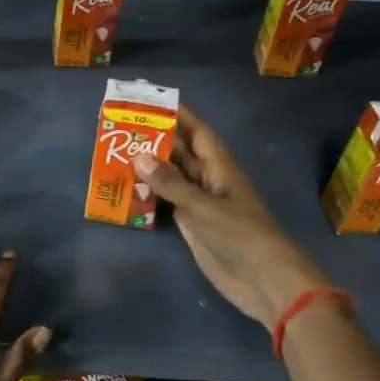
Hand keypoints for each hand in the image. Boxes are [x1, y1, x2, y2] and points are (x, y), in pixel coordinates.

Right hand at [136, 105, 328, 328]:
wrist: (263, 281)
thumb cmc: (240, 235)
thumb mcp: (203, 207)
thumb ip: (170, 183)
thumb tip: (139, 156)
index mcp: (219, 168)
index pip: (197, 133)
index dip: (178, 115)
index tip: (153, 99)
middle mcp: (208, 181)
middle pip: (180, 154)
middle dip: (155, 139)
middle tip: (121, 127)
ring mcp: (200, 204)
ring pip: (171, 178)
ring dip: (148, 168)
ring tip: (115, 154)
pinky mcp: (192, 226)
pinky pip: (166, 203)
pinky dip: (148, 195)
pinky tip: (126, 190)